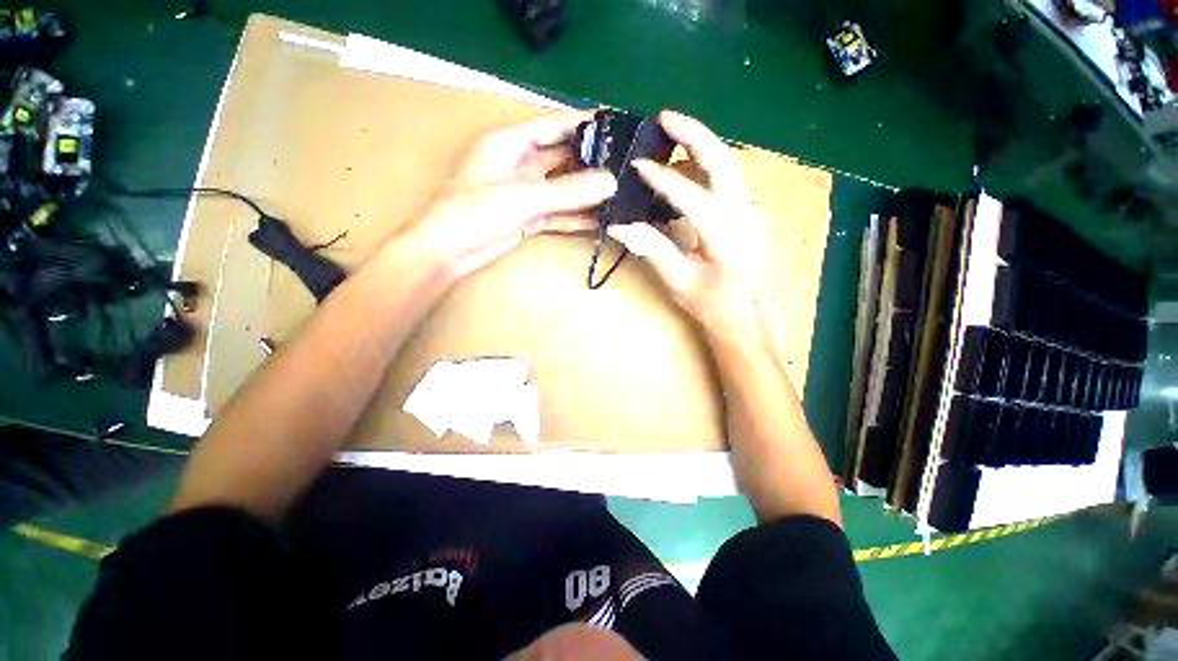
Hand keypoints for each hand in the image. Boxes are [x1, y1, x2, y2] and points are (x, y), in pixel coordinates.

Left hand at [404, 111, 616, 279]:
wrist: (449, 253)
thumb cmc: (473, 213)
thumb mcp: (522, 197)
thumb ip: (567, 191)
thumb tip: (610, 182)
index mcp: (512, 143)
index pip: (556, 124)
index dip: (586, 123)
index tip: (618, 127)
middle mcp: (523, 164)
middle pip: (565, 156)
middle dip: (593, 161)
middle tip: (627, 167)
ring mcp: (528, 193)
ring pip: (565, 188)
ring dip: (588, 193)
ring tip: (621, 194)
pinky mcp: (531, 217)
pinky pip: (560, 213)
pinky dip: (578, 217)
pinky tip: (601, 220)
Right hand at [607, 110, 767, 342]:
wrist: (746, 316)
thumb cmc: (711, 304)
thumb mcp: (678, 281)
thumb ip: (651, 249)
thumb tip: (619, 225)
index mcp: (726, 236)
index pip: (691, 195)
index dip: (662, 177)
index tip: (636, 166)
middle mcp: (746, 215)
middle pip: (723, 161)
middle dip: (694, 134)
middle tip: (664, 116)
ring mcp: (752, 212)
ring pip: (729, 166)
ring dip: (701, 146)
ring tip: (670, 137)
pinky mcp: (750, 213)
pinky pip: (729, 181)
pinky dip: (707, 167)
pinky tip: (687, 169)